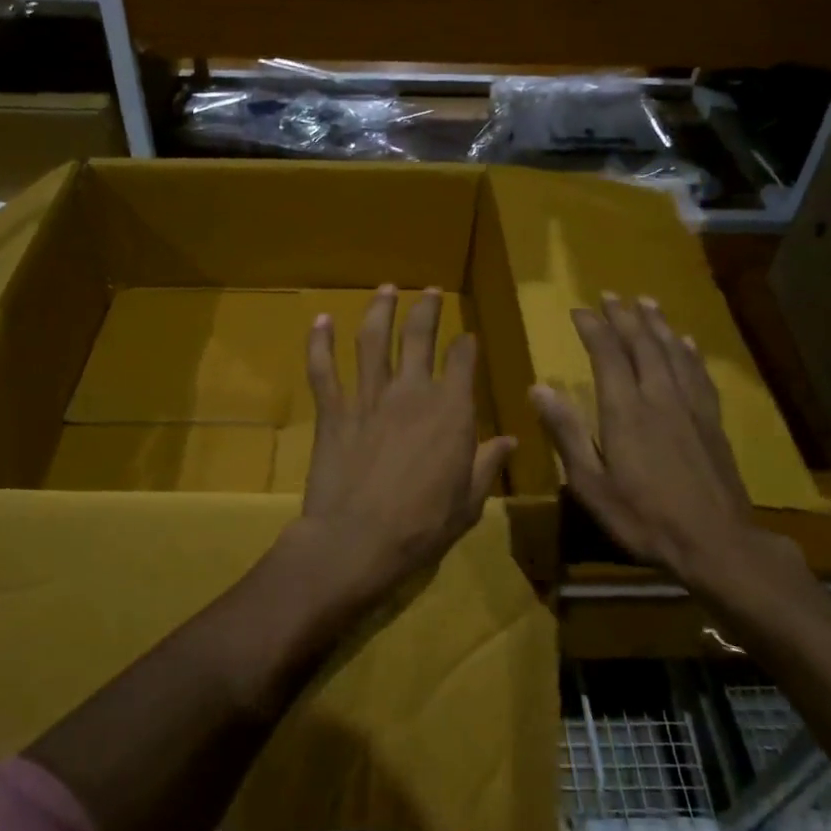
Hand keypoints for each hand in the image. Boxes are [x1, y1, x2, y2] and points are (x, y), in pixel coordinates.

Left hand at [294, 285, 514, 600]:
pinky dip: (319, 342)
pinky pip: (323, 369)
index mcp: (451, 410)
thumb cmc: (422, 527)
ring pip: (373, 340)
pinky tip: (321, 319)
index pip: (463, 361)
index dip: (466, 345)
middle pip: (419, 336)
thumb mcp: (469, 502)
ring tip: (386, 289)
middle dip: (427, 308)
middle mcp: (411, 391)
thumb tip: (511, 440)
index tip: (467, 338)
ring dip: (380, 310)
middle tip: (430, 291)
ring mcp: (369, 397)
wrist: (357, 541)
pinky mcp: (334, 411)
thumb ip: (488, 465)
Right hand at [529, 293, 810, 610]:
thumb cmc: (644, 518)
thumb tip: (538, 388)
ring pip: (673, 353)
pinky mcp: (712, 422)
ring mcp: (690, 408)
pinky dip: (689, 353)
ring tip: (647, 302)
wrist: (716, 543)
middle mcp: (659, 398)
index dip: (594, 328)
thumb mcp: (591, 484)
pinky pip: (699, 375)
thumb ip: (566, 433)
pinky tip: (687, 343)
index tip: (579, 309)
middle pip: (642, 345)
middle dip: (624, 317)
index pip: (608, 355)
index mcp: (625, 411)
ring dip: (657, 325)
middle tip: (611, 294)